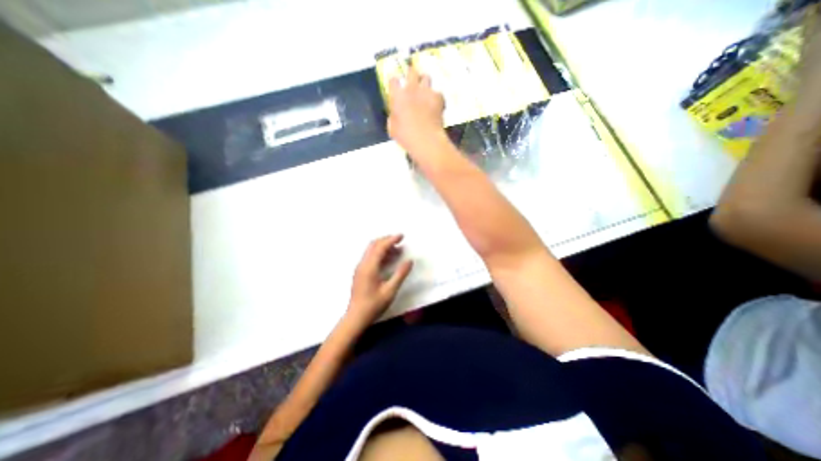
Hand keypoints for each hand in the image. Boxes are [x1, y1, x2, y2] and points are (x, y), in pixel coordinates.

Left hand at [344, 236, 413, 329]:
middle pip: (373, 245)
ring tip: (397, 250)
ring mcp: (359, 268)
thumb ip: (400, 274)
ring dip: (383, 247)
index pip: (380, 247)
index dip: (391, 240)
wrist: (356, 317)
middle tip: (400, 241)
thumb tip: (409, 261)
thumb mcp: (390, 290)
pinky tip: (388, 260)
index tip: (402, 236)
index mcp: (369, 267)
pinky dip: (379, 253)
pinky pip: (369, 257)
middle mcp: (362, 264)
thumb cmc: (374, 305)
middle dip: (386, 240)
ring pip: (371, 250)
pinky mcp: (359, 272)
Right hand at [387, 64, 445, 157]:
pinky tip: (436, 105)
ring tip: (425, 90)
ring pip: (426, 77)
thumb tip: (394, 114)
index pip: (393, 80)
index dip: (394, 82)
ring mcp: (426, 91)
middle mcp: (411, 89)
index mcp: (397, 96)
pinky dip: (436, 97)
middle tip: (412, 81)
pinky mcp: (438, 97)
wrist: (426, 139)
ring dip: (424, 82)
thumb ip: (393, 117)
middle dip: (411, 74)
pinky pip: (437, 92)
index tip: (396, 87)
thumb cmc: (406, 137)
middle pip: (411, 72)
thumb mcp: (392, 129)